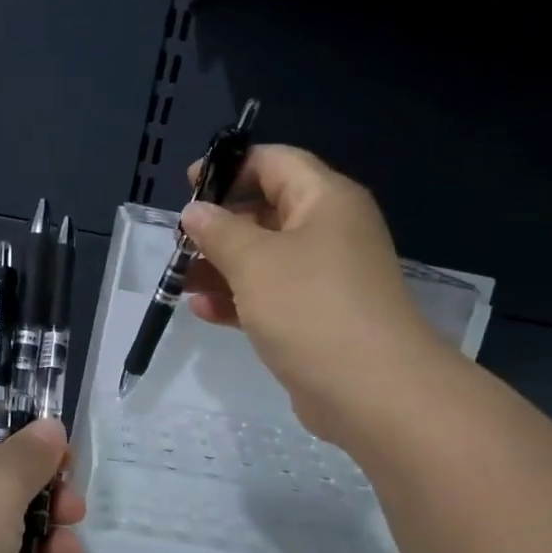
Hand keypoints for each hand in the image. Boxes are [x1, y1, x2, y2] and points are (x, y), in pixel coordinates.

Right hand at [181, 144, 445, 444]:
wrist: (371, 390)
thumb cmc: (309, 307)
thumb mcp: (254, 261)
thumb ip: (219, 231)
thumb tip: (196, 211)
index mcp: (325, 200)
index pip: (275, 162)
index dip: (230, 168)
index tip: (188, 187)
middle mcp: (330, 231)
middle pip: (267, 211)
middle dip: (219, 226)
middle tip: (179, 244)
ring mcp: (326, 277)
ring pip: (266, 258)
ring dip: (222, 267)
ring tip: (180, 282)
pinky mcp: (318, 317)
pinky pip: (273, 296)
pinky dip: (239, 299)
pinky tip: (203, 311)